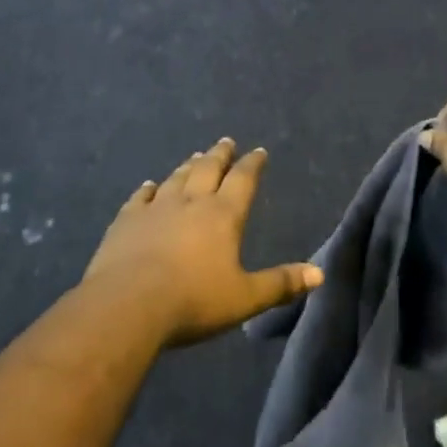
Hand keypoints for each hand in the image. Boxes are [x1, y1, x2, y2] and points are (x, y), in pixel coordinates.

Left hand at [83, 139, 322, 347]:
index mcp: (223, 215)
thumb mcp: (244, 298)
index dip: (252, 164)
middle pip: (209, 169)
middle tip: (226, 142)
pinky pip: (140, 197)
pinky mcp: (127, 220)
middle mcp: (192, 202)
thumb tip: (319, 274)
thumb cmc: (193, 301)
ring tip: (195, 156)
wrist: (128, 305)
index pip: (243, 180)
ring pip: (176, 178)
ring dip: (188, 166)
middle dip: (220, 155)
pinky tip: (149, 185)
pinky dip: (148, 189)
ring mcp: (156, 207)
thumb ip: (280, 284)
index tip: (258, 151)